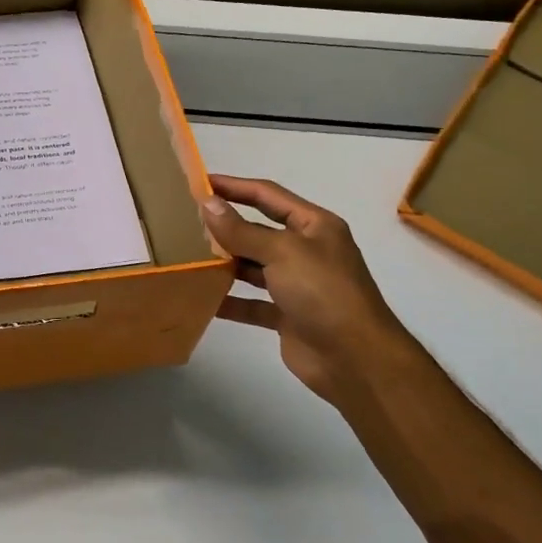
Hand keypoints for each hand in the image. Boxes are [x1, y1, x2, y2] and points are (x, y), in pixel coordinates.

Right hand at [202, 175, 409, 405]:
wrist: (356, 359)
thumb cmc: (323, 292)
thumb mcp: (282, 252)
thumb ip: (242, 230)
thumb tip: (208, 204)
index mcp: (313, 226)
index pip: (268, 195)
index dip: (234, 186)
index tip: (200, 183)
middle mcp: (306, 251)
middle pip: (258, 231)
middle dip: (225, 226)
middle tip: (185, 221)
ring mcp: (297, 284)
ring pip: (253, 267)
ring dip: (224, 263)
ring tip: (187, 257)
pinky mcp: (287, 315)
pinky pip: (252, 303)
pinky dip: (230, 301)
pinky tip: (202, 299)